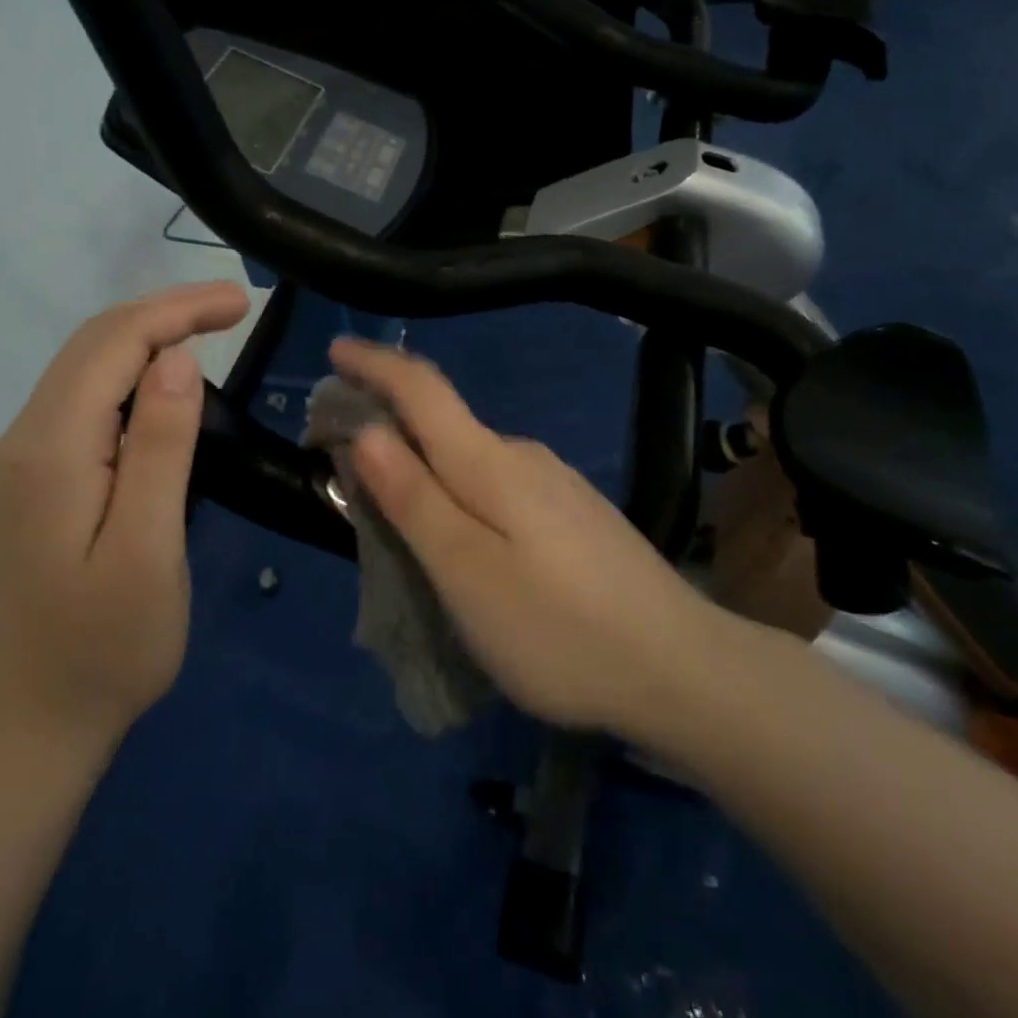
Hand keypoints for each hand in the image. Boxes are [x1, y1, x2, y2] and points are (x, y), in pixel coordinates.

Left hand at [0, 281, 249, 743]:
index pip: (113, 345)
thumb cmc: (105, 647)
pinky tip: (166, 383)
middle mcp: (24, 440)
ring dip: (148, 338)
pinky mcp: (35, 481)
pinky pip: (84, 401)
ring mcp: (23, 462)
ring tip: (210, 330)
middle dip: (164, 312)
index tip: (242, 301)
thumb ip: (158, 448)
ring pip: (86, 368)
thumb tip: (175, 359)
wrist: (30, 725)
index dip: (178, 310)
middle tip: (234, 307)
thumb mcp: (147, 549)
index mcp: (50, 451)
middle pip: (93, 345)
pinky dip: (130, 373)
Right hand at [330, 337, 717, 736]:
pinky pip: (498, 487)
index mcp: (490, 462)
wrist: (682, 669)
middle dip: (389, 426)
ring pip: (471, 461)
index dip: (375, 365)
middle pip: (443, 424)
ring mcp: (557, 485)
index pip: (422, 390)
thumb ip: (413, 498)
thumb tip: (368, 431)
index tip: (336, 348)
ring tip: (393, 510)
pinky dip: (461, 493)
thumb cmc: (558, 629)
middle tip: (342, 461)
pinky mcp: (575, 516)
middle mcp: (525, 457)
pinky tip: (463, 537)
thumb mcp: (466, 571)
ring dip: (425, 466)